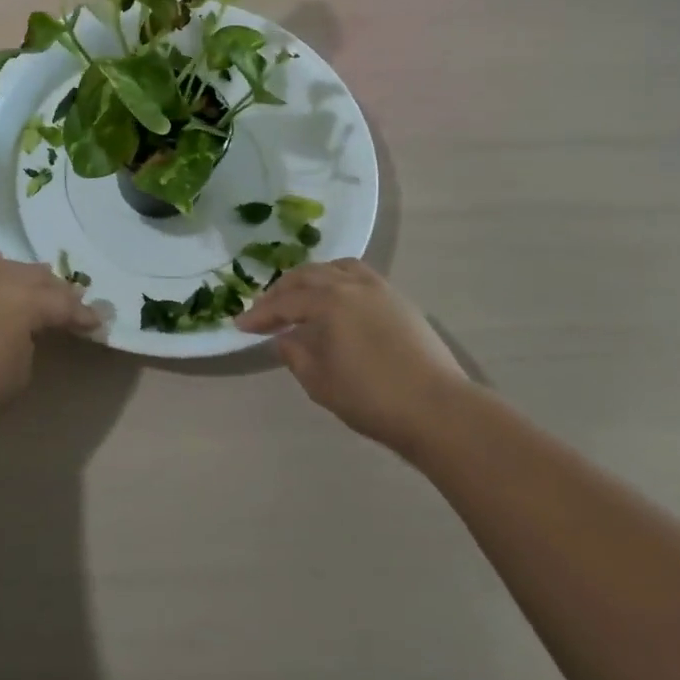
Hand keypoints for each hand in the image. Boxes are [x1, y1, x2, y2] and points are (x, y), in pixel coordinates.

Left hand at [0, 252, 98, 443]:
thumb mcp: (21, 370)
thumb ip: (31, 339)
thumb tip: (26, 329)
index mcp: (26, 300)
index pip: (64, 303)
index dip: (82, 315)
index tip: (94, 323)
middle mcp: (0, 278)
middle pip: (37, 276)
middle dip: (55, 290)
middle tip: (66, 305)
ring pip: (5, 266)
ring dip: (22, 278)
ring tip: (31, 289)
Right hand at [236, 259, 469, 458]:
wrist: (439, 410)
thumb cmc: (373, 398)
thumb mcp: (320, 382)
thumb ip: (295, 354)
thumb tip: (286, 338)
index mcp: (329, 301)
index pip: (284, 303)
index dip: (259, 314)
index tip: (239, 326)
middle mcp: (351, 284)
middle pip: (307, 276)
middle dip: (281, 292)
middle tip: (264, 310)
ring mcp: (379, 288)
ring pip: (334, 268)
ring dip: (310, 279)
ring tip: (299, 296)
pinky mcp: (398, 300)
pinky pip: (357, 276)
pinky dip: (336, 280)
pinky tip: (335, 300)